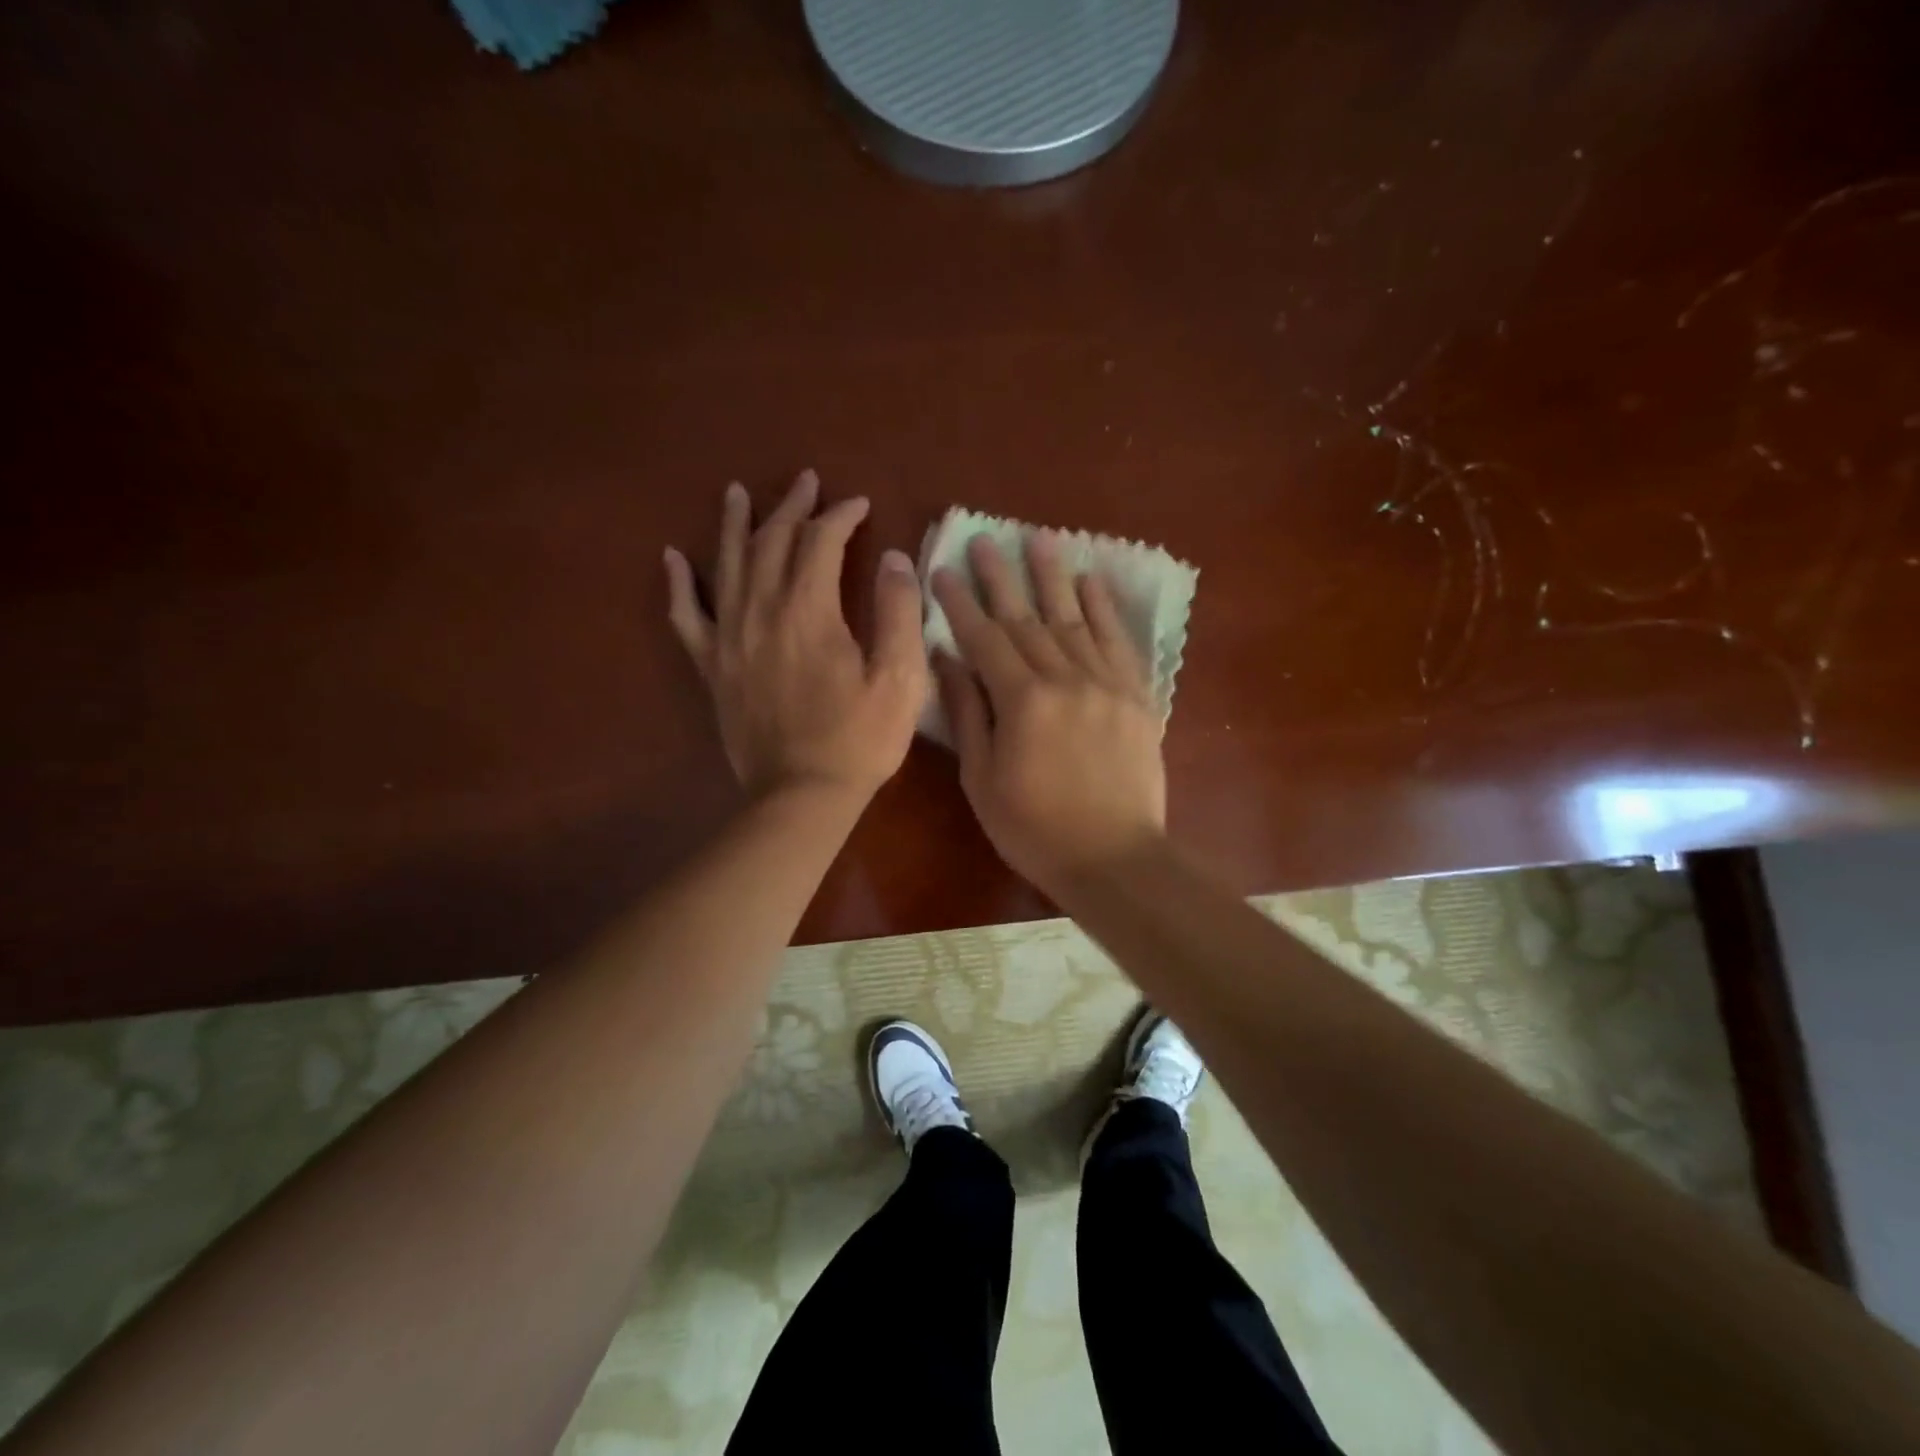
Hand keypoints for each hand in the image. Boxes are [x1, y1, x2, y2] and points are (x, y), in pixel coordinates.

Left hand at [664, 471, 927, 801]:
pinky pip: (687, 616)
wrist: (801, 795)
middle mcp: (761, 611)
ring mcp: (729, 638)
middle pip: (771, 542)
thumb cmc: (858, 739)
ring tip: (738, 492)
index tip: (859, 505)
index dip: (840, 516)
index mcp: (808, 611)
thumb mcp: (899, 678)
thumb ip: (898, 612)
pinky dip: (680, 584)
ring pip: (727, 565)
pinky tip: (673, 559)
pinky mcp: (713, 667)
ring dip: (735, 524)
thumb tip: (893, 557)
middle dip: (791, 507)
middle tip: (806, 483)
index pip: (820, 542)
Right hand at [932, 533, 1166, 896]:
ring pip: (1074, 619)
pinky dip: (1104, 608)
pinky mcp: (1138, 695)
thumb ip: (967, 714)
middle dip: (1001, 577)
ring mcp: (1106, 683)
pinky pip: (1118, 641)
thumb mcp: (983, 779)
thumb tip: (947, 659)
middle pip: (1027, 618)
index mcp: (1021, 701)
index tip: (944, 569)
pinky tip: (1090, 581)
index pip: (984, 638)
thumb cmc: (1033, 829)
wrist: (1113, 859)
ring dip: (1052, 577)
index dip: (960, 603)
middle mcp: (1065, 678)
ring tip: (1038, 538)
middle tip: (984, 539)